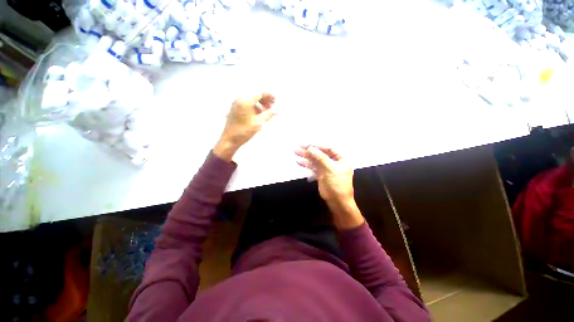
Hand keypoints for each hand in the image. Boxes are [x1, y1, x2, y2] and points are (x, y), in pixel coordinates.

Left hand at [214, 93, 276, 160]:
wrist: (230, 139)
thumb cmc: (244, 131)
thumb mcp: (258, 123)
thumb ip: (268, 115)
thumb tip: (277, 111)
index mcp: (245, 100)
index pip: (259, 93)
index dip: (269, 95)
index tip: (276, 100)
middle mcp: (240, 99)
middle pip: (254, 95)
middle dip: (264, 99)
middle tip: (272, 105)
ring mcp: (236, 103)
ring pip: (250, 99)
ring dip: (259, 103)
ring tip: (266, 110)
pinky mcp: (235, 109)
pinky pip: (246, 103)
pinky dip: (254, 106)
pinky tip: (258, 113)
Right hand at [295, 145, 363, 228]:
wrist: (338, 202)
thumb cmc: (338, 184)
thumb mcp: (330, 169)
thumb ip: (320, 157)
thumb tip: (310, 148)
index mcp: (341, 158)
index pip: (328, 148)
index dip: (318, 145)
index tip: (307, 144)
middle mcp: (333, 162)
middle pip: (320, 154)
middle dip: (309, 151)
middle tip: (298, 147)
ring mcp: (326, 168)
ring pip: (315, 160)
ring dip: (305, 156)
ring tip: (295, 152)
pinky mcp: (320, 174)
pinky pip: (313, 167)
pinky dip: (306, 164)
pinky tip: (299, 161)